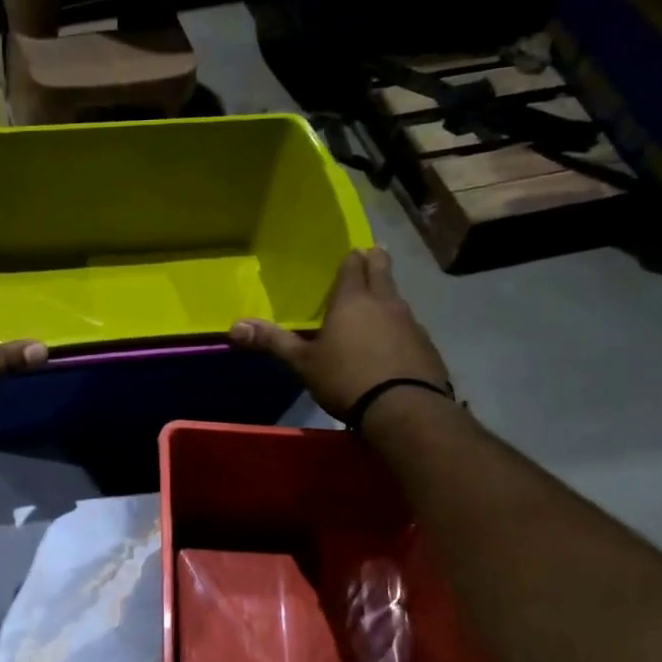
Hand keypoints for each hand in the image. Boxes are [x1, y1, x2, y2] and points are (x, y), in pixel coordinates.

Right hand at [229, 248, 448, 419]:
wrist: (404, 409)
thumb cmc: (346, 378)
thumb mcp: (303, 363)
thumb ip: (273, 342)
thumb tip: (234, 327)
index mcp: (352, 300)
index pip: (353, 266)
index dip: (351, 258)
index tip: (351, 253)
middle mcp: (385, 303)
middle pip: (382, 271)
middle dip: (376, 260)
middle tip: (372, 253)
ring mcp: (411, 323)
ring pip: (398, 299)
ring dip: (388, 297)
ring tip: (378, 303)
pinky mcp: (426, 346)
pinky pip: (410, 328)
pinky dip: (400, 328)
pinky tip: (394, 343)